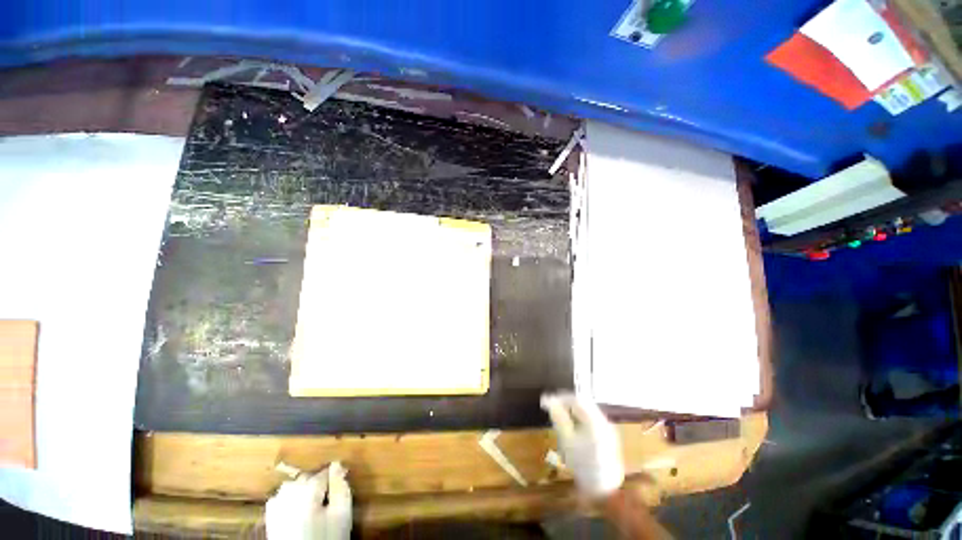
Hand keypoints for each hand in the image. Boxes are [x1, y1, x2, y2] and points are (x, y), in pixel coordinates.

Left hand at [265, 461, 351, 539]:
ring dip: (303, 486)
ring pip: (291, 485)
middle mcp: (289, 495)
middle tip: (331, 489)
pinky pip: (279, 498)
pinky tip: (297, 505)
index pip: (324, 472)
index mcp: (308, 490)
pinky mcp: (270, 519)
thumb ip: (341, 488)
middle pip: (306, 476)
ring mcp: (276, 507)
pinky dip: (288, 497)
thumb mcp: (341, 514)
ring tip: (315, 496)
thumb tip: (338, 465)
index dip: (335, 473)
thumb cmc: (326, 537)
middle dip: (318, 479)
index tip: (343, 476)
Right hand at [541, 392, 624, 498]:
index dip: (559, 397)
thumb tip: (549, 401)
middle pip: (582, 403)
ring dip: (571, 410)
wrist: (605, 491)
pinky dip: (578, 418)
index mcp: (595, 419)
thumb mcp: (567, 441)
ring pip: (587, 411)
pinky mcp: (607, 437)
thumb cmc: (583, 465)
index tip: (545, 402)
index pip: (575, 398)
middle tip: (551, 407)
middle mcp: (603, 420)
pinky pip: (591, 420)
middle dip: (565, 403)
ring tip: (558, 416)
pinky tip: (571, 427)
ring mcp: (607, 429)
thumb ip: (559, 418)